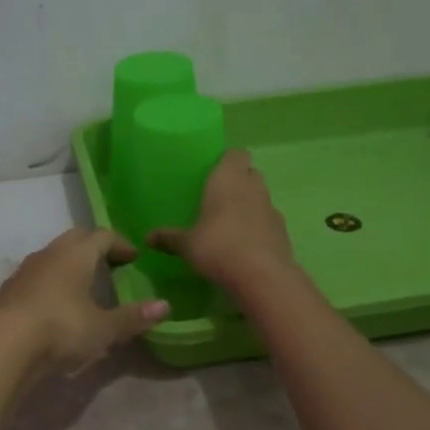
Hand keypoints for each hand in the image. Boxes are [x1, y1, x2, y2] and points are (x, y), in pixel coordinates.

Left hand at [0, 229, 169, 375]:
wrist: (1, 346)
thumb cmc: (61, 328)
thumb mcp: (103, 328)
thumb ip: (132, 317)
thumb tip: (165, 306)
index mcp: (76, 254)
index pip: (102, 236)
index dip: (120, 244)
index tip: (133, 257)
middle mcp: (49, 254)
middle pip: (75, 239)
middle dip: (94, 248)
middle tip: (110, 265)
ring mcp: (25, 271)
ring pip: (52, 258)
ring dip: (70, 266)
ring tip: (83, 286)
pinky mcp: (8, 292)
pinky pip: (36, 278)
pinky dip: (51, 284)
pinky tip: (56, 307)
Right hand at [147, 149, 294, 289]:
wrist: (262, 275)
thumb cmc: (218, 247)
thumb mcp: (187, 245)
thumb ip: (169, 238)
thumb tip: (147, 238)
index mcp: (228, 179)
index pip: (236, 154)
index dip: (228, 161)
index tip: (215, 172)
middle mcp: (252, 187)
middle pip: (250, 172)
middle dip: (238, 180)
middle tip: (219, 197)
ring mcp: (271, 208)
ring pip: (261, 195)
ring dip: (250, 203)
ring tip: (231, 222)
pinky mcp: (282, 230)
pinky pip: (268, 219)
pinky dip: (259, 225)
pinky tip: (246, 243)